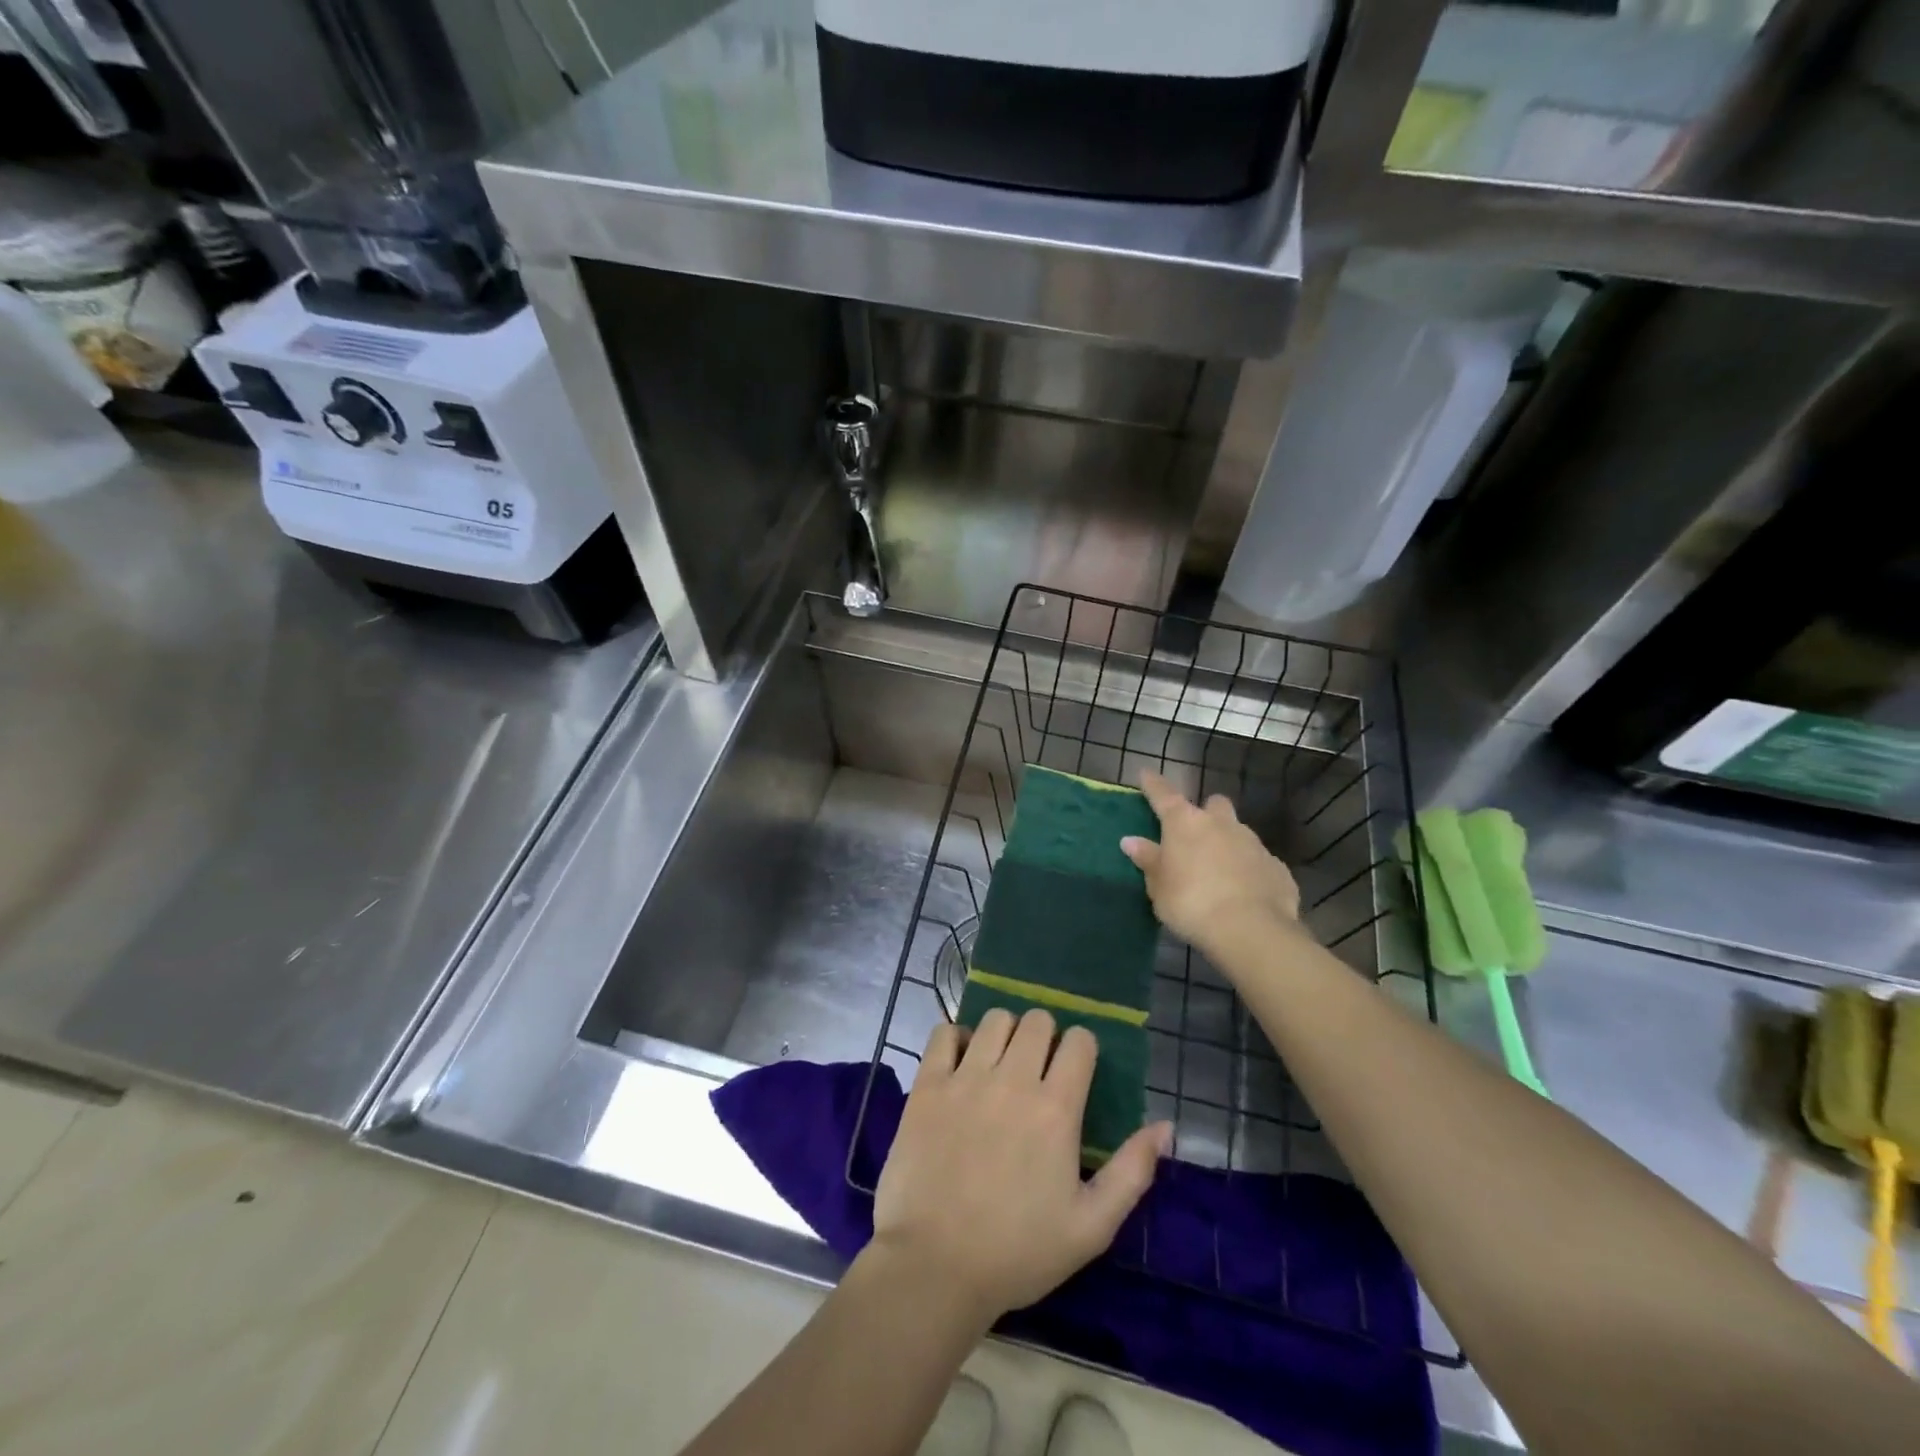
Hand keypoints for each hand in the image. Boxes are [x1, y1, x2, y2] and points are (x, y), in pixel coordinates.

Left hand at [870, 1009, 1171, 1324]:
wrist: (935, 1267)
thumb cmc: (1018, 1252)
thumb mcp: (1091, 1226)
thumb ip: (1133, 1172)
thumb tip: (1165, 1126)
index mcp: (1056, 1109)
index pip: (1079, 1041)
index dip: (1082, 1051)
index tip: (1074, 1073)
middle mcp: (1012, 1080)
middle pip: (1038, 1020)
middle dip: (1046, 1036)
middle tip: (1037, 1069)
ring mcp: (966, 1077)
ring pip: (995, 1018)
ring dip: (1005, 1034)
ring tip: (1000, 1064)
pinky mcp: (928, 1084)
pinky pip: (944, 1032)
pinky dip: (957, 1039)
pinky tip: (961, 1064)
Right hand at [1120, 770, 1304, 958]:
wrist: (1250, 929)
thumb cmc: (1190, 902)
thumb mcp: (1158, 886)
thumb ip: (1148, 860)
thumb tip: (1131, 841)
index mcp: (1185, 823)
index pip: (1163, 795)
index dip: (1153, 785)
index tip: (1146, 774)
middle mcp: (1221, 824)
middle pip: (1214, 805)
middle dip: (1207, 814)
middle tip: (1196, 836)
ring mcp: (1253, 843)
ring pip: (1239, 832)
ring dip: (1228, 844)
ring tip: (1219, 872)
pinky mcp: (1277, 867)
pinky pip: (1258, 862)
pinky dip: (1249, 871)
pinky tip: (1244, 893)